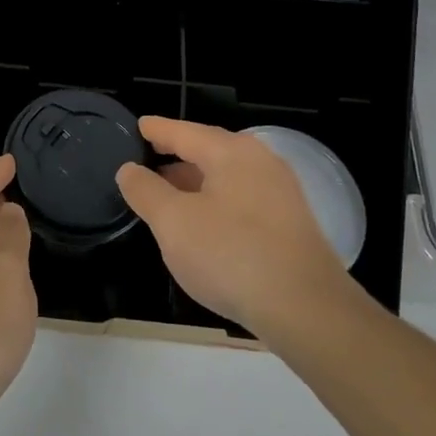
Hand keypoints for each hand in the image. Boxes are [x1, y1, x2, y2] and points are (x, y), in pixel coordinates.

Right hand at [115, 118, 361, 340]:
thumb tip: (129, 169)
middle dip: (177, 156)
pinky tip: (204, 224)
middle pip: (209, 150)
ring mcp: (280, 192)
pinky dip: (217, 201)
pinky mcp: (291, 222)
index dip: (156, 130)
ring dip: (196, 182)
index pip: (184, 131)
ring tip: (169, 195)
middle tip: (148, 161)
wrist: (306, 309)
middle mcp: (260, 161)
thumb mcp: (173, 223)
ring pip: (227, 176)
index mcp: (231, 152)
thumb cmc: (231, 255)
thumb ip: (146, 191)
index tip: (138, 126)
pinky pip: (243, 198)